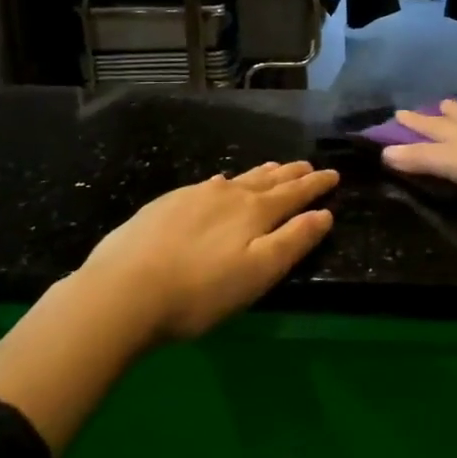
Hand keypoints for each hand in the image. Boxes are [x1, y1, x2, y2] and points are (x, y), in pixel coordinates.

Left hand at [78, 160, 338, 341]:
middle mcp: (227, 195)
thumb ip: (293, 241)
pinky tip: (219, 184)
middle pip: (266, 180)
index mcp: (254, 212)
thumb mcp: (258, 273)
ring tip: (273, 168)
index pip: (294, 193)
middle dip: (291, 174)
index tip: (333, 174)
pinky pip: (207, 185)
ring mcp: (193, 196)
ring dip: (260, 174)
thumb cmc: (199, 292)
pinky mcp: (165, 204)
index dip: (315, 185)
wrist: (122, 291)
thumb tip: (324, 214)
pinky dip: (225, 182)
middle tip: (307, 165)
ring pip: (237, 179)